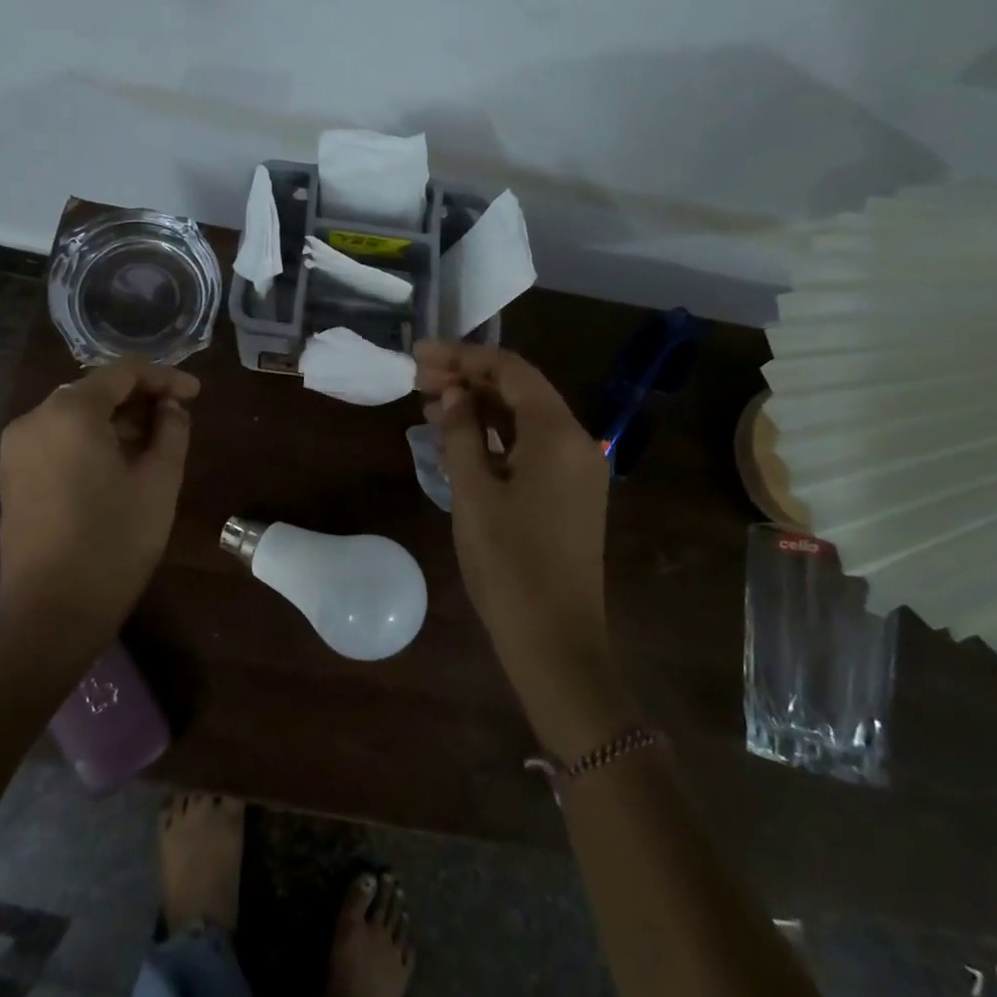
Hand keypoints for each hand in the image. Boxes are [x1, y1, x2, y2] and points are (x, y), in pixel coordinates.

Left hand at [0, 359, 199, 636]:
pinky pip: (57, 440)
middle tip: (178, 418)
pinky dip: (90, 440)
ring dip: (115, 421)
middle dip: (139, 399)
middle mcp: (34, 419)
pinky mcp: (10, 476)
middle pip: (95, 391)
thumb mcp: (159, 482)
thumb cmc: (114, 542)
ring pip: (74, 416)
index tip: (196, 394)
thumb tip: (171, 408)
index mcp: (70, 412)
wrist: (52, 614)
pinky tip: (118, 463)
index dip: (165, 377)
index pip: (123, 373)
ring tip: (154, 442)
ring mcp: (16, 449)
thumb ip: (172, 431)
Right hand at [415, 342, 610, 675]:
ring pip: (525, 417)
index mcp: (557, 434)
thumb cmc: (509, 565)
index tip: (419, 355)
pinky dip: (496, 434)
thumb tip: (454, 393)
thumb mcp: (474, 494)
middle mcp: (577, 441)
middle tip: (418, 379)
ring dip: (481, 405)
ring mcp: (578, 469)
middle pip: (520, 389)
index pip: (510, 370)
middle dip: (469, 377)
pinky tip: (461, 438)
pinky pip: (532, 445)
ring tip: (430, 405)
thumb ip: (461, 434)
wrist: (556, 641)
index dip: (463, 356)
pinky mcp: (571, 492)